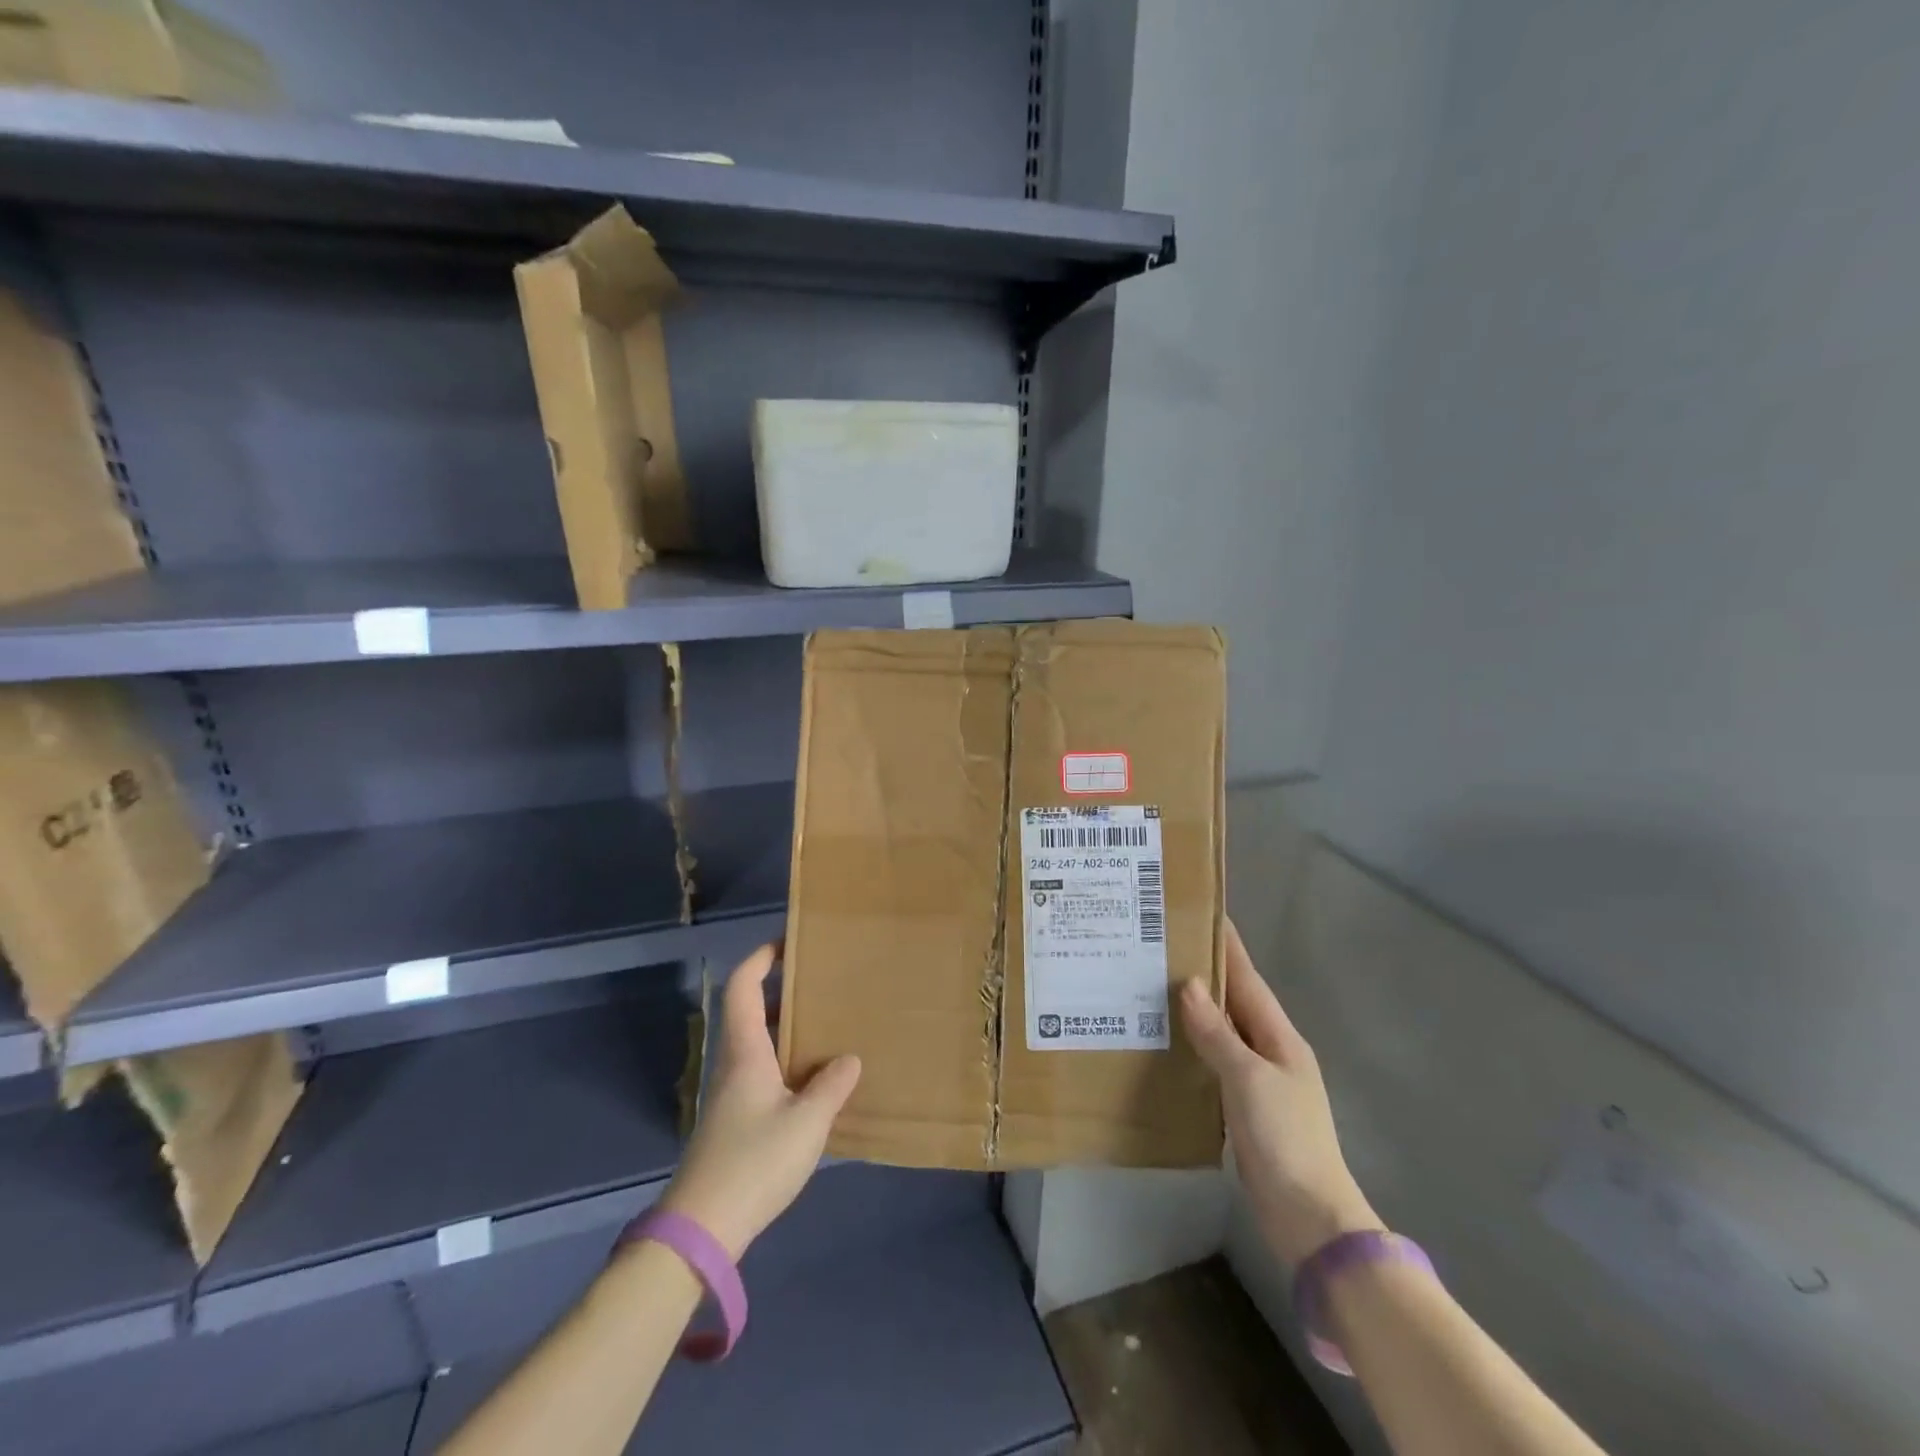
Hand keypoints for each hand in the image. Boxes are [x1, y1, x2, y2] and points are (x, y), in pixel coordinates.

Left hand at [657, 944, 860, 1258]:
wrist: (702, 1230)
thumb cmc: (754, 1162)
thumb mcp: (806, 1123)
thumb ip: (831, 1086)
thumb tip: (848, 1059)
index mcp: (745, 1052)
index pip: (742, 988)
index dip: (760, 959)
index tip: (788, 944)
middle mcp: (734, 1065)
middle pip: (749, 1012)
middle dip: (782, 993)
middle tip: (822, 987)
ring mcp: (732, 1096)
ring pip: (758, 1045)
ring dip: (786, 1030)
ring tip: (826, 1029)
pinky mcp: (735, 1122)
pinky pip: (762, 1074)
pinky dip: (786, 1063)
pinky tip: (814, 1083)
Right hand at [1180, 918, 1378, 1265]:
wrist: (1308, 1218)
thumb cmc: (1285, 1138)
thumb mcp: (1249, 1079)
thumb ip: (1218, 1033)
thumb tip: (1190, 986)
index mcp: (1281, 1038)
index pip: (1249, 980)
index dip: (1228, 948)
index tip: (1204, 914)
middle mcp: (1271, 1052)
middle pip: (1235, 1003)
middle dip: (1206, 974)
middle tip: (1164, 949)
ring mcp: (1259, 1082)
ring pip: (1223, 1033)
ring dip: (1197, 1011)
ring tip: (1155, 988)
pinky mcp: (1244, 1109)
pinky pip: (1215, 1064)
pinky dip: (1194, 1047)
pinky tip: (1168, 1043)